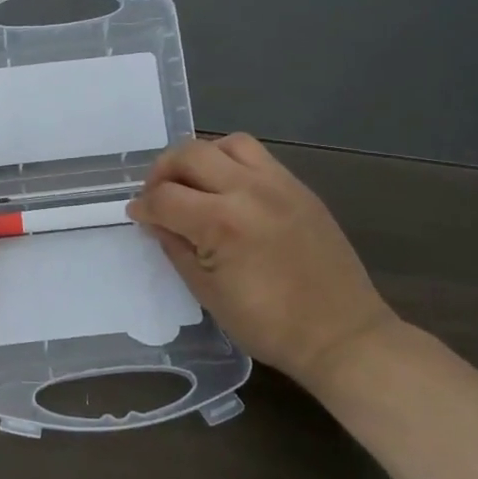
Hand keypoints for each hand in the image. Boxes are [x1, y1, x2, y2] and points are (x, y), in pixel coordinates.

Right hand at [128, 134, 395, 386]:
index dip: (143, 207)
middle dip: (162, 172)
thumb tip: (156, 222)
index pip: (165, 198)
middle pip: (190, 154)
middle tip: (157, 196)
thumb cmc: (268, 324)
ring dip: (200, 158)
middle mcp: (249, 190)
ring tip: (193, 184)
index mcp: (222, 223)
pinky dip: (231, 163)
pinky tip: (227, 190)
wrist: (340, 334)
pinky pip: (257, 157)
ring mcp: (278, 184)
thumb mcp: (207, 293)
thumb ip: (176, 248)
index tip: (137, 216)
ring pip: (226, 144)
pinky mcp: (299, 188)